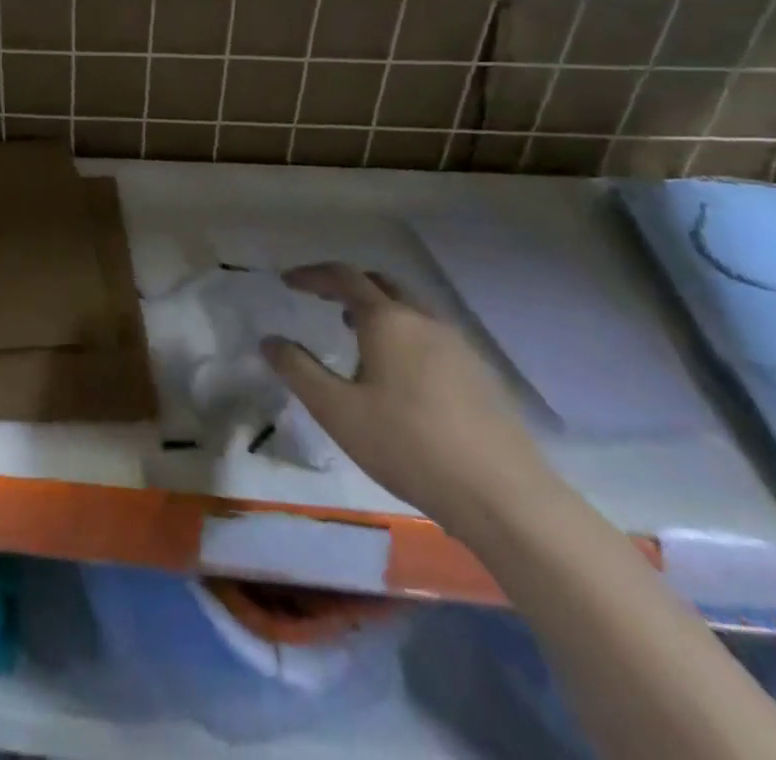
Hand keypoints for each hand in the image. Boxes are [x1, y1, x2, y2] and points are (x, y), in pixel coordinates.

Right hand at [260, 263, 559, 540]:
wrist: (506, 499)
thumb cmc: (408, 446)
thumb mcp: (336, 410)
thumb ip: (298, 370)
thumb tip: (269, 341)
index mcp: (387, 320)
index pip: (344, 277)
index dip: (313, 275)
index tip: (289, 282)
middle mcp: (424, 321)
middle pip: (382, 284)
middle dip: (348, 285)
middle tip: (322, 300)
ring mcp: (459, 347)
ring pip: (411, 310)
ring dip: (379, 311)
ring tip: (356, 336)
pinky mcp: (481, 376)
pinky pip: (432, 336)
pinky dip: (404, 335)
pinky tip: (399, 375)